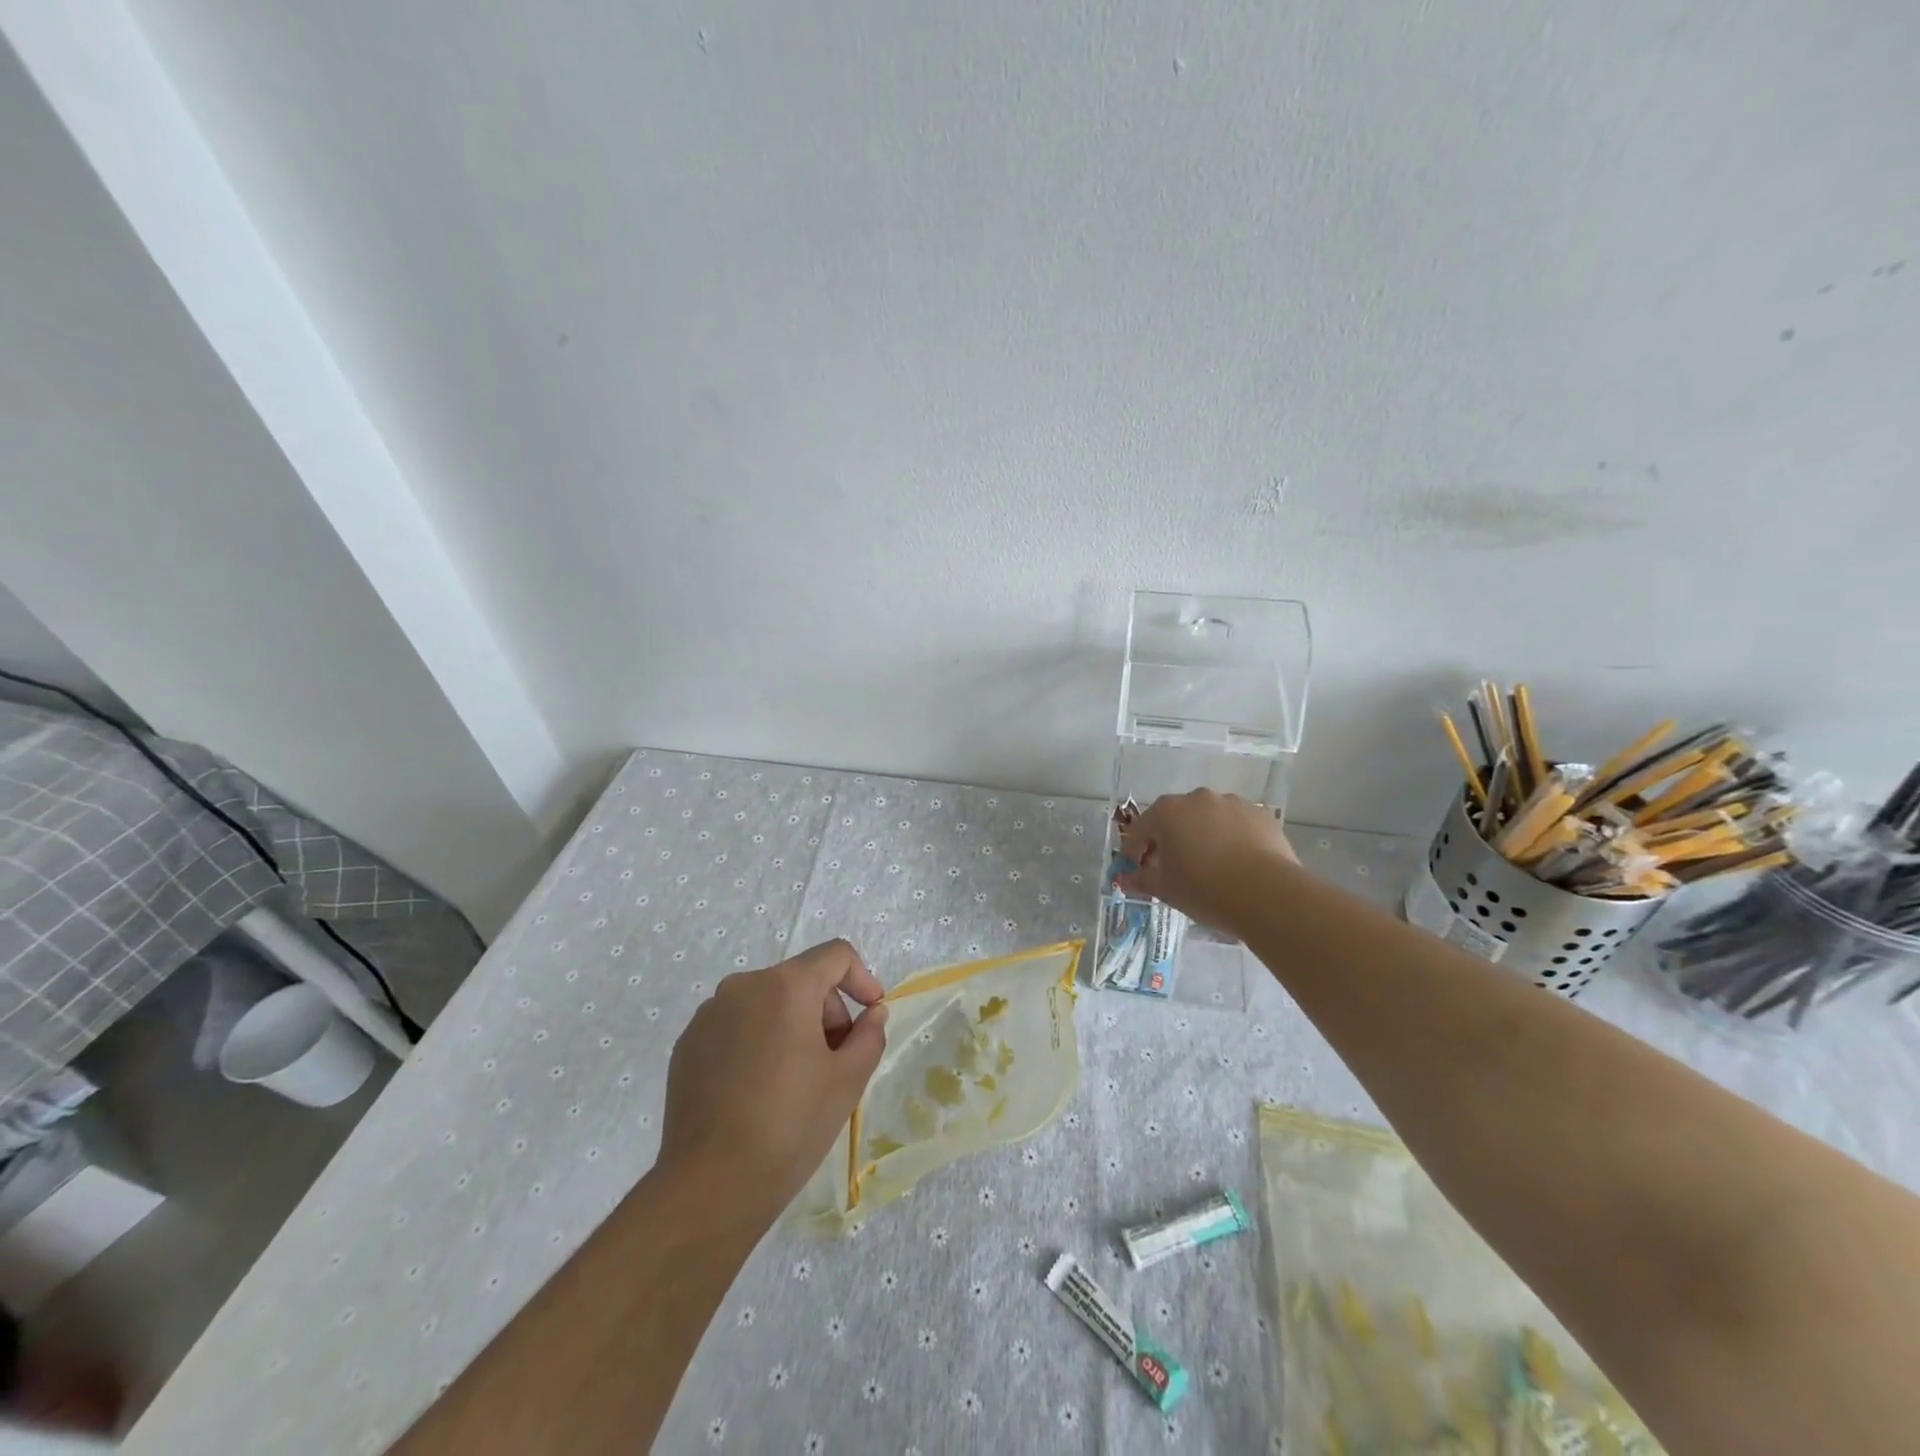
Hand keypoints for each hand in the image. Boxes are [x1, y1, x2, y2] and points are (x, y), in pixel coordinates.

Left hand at [657, 939, 888, 1221]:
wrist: (710, 1186)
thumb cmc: (790, 1126)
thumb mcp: (848, 1080)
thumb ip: (869, 1035)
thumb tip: (872, 1013)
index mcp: (785, 987)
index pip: (835, 955)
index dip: (862, 978)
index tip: (871, 1013)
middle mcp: (743, 987)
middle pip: (800, 979)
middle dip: (826, 1011)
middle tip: (835, 1060)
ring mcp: (709, 1015)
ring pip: (767, 1002)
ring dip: (792, 1025)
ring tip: (797, 1079)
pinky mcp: (687, 1044)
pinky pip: (736, 1025)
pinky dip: (757, 1041)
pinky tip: (758, 1090)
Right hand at [1120, 789, 1298, 932]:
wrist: (1267, 894)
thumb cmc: (1204, 889)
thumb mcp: (1165, 889)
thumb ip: (1141, 879)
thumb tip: (1126, 879)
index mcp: (1167, 812)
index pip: (1140, 830)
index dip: (1135, 851)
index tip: (1137, 870)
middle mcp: (1198, 798)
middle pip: (1175, 818)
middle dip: (1170, 840)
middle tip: (1173, 868)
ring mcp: (1232, 802)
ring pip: (1208, 818)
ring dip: (1203, 835)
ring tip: (1210, 865)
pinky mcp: (1261, 814)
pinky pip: (1237, 824)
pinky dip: (1232, 838)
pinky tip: (1238, 862)